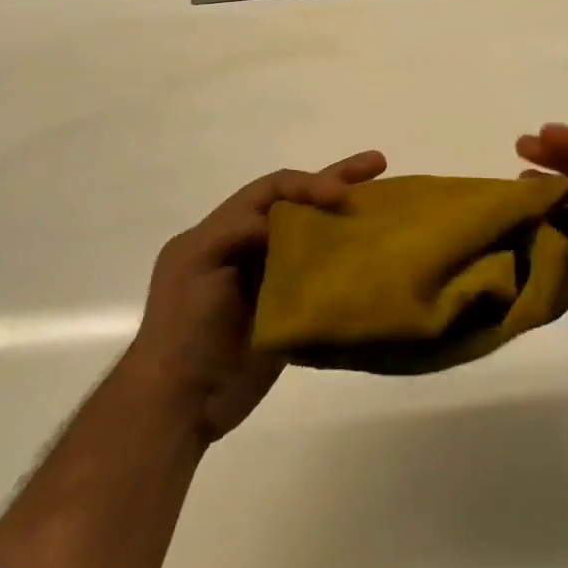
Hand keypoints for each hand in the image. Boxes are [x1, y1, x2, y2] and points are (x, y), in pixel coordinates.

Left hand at [127, 151, 385, 442]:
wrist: (180, 404)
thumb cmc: (182, 326)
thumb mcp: (195, 262)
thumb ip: (238, 229)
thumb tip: (289, 225)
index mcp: (222, 231)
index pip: (271, 190)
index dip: (307, 184)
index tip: (341, 194)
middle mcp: (249, 247)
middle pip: (297, 205)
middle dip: (336, 181)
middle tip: (377, 163)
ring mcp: (270, 281)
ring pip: (313, 238)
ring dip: (345, 221)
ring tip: (387, 204)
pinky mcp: (288, 313)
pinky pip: (321, 279)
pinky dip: (345, 265)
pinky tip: (374, 260)